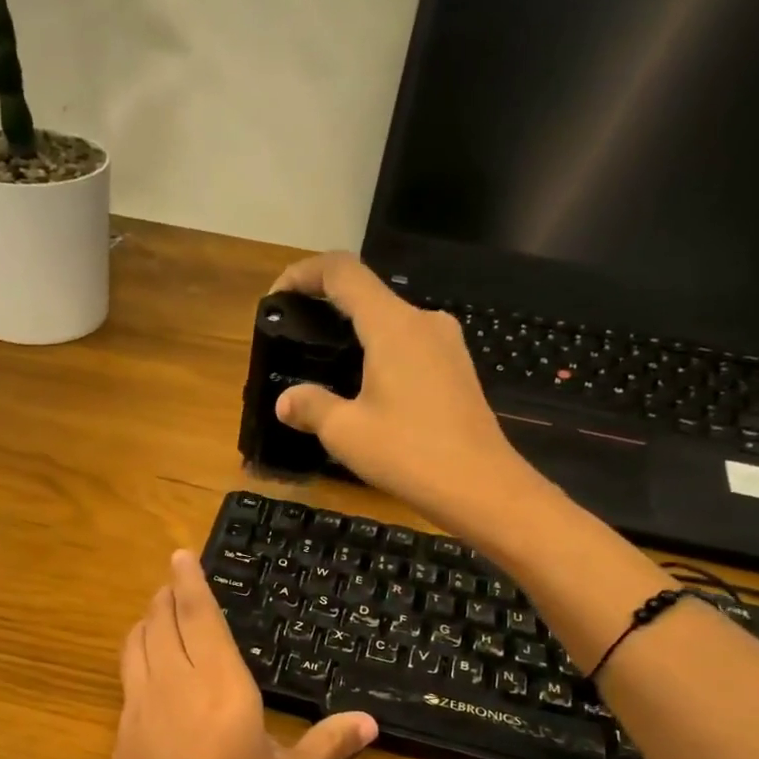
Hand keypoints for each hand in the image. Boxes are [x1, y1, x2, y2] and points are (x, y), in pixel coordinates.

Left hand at [109, 550, 376, 758]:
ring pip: (137, 642)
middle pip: (162, 621)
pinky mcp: (121, 730)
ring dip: (148, 617)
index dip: (190, 582)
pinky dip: (136, 649)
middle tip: (175, 578)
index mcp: (222, 689)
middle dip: (167, 593)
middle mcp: (175, 685)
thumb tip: (370, 722)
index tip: (181, 555)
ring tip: (159, 609)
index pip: (200, 618)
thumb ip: (328, 745)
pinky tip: (147, 661)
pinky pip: (126, 672)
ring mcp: (140, 707)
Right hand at [270, 253, 550, 533]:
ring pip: (391, 322)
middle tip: (297, 338)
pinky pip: (410, 346)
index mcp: (392, 325)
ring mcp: (447, 344)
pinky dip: (380, 354)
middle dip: (327, 308)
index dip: (304, 273)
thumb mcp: (346, 432)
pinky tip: (367, 391)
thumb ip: (310, 407)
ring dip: (356, 335)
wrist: (480, 486)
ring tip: (328, 369)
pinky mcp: (457, 369)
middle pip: (367, 295)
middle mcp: (423, 322)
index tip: (278, 296)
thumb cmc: (408, 454)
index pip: (342, 272)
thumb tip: (285, 401)